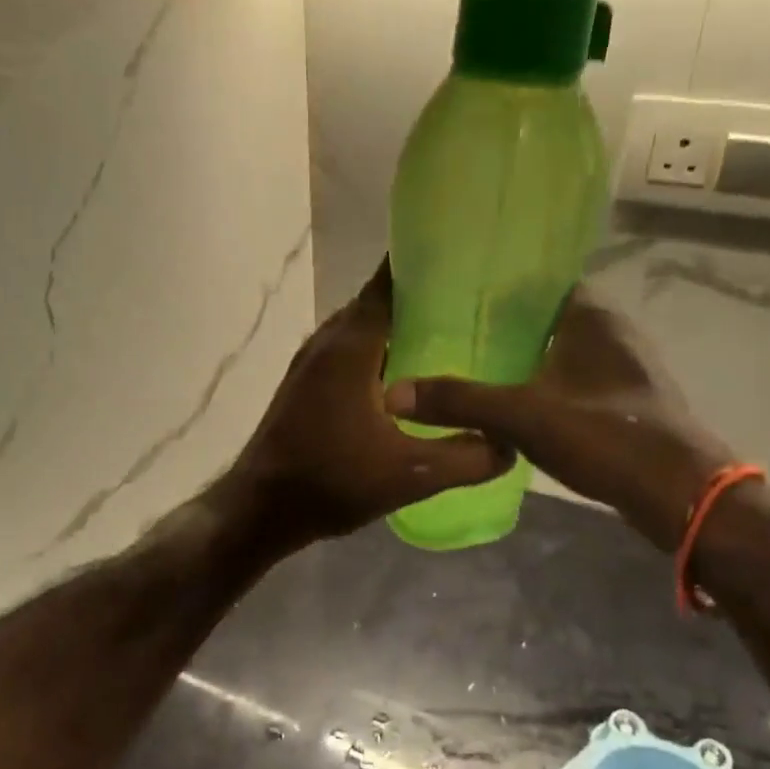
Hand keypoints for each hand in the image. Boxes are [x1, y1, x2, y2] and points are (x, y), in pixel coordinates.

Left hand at [223, 261, 511, 551]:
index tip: (467, 260)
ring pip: (361, 329)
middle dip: (420, 297)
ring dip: (397, 328)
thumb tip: (509, 444)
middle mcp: (327, 341)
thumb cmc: (331, 482)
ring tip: (448, 336)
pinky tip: (407, 380)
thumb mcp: (410, 475)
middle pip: (377, 302)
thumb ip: (467, 458)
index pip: (389, 282)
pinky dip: (377, 352)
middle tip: (472, 303)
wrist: (260, 508)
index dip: (425, 265)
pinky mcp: (303, 384)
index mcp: (351, 346)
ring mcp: (310, 362)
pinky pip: (348, 352)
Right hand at [385, 289, 732, 549]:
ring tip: (476, 362)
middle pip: (549, 314)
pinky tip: (515, 402)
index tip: (457, 292)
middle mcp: (613, 331)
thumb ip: (460, 401)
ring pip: (563, 349)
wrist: (679, 494)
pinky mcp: (628, 400)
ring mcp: (625, 367)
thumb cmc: (605, 436)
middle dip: (506, 322)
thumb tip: (393, 393)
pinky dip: (545, 382)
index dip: (500, 284)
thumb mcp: (522, 417)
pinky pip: (575, 378)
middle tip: (454, 330)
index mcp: (592, 315)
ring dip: (527, 355)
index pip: (542, 279)